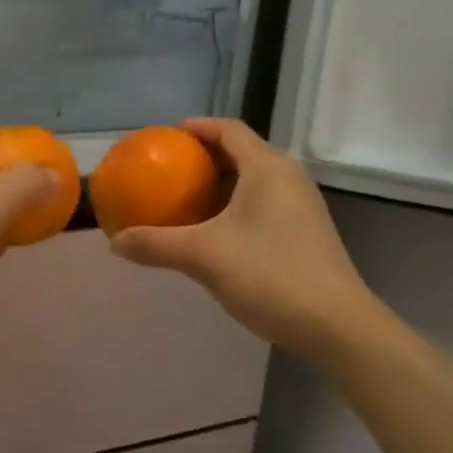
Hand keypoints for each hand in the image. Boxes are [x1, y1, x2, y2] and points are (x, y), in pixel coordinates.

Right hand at [109, 118, 385, 357]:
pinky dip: (236, 205)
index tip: (167, 135)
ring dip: (221, 184)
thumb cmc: (270, 275)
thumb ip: (156, 245)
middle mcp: (288, 178)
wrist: (338, 326)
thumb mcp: (203, 256)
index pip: (229, 129)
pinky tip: (216, 232)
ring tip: (187, 198)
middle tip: (170, 168)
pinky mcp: (307, 232)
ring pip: (254, 180)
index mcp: (267, 168)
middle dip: (205, 156)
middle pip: (242, 152)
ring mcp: (302, 205)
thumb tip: (115, 241)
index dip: (196, 127)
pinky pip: (264, 203)